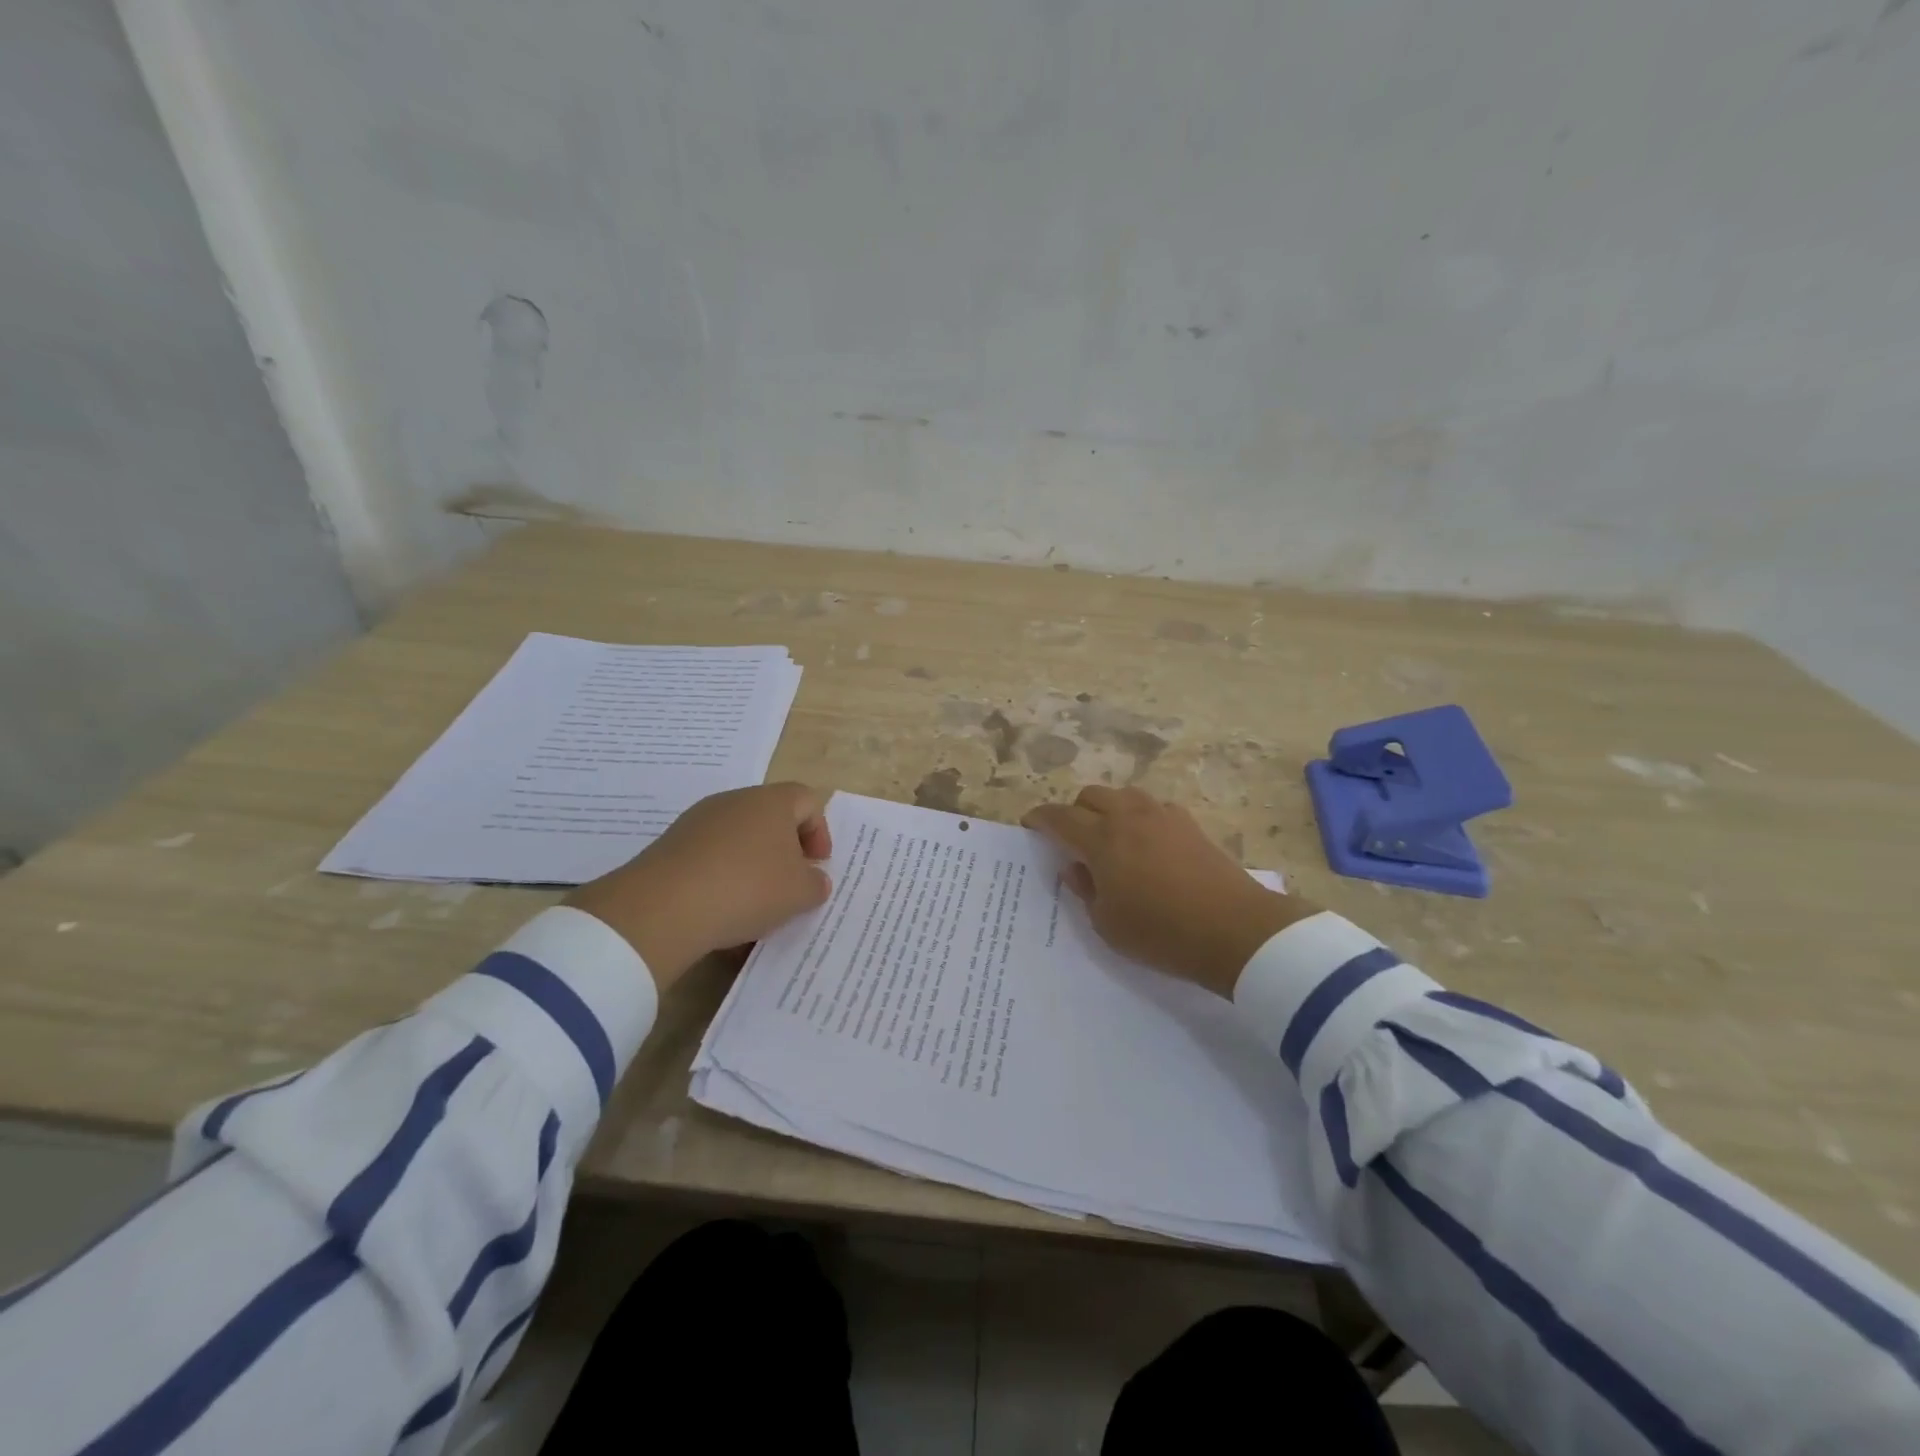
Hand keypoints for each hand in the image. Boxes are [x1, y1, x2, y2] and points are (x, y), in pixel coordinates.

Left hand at [564, 782, 832, 990]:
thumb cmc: (747, 889)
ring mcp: (698, 822)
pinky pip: (708, 859)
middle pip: (770, 818)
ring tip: (755, 908)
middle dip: (784, 852)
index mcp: (771, 802)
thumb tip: (813, 879)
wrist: (663, 908)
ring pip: (737, 841)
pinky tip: (721, 916)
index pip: (807, 801)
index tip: (818, 864)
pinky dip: (721, 881)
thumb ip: (816, 884)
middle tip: (790, 885)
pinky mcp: (670, 847)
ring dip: (752, 869)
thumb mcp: (799, 893)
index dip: (819, 831)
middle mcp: (734, 802)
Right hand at [1022, 786, 1317, 997]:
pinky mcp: (1190, 824)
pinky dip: (1139, 817)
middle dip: (1075, 811)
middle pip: (1091, 796)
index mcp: (1101, 839)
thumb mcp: (1107, 924)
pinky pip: (1153, 807)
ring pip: (1124, 795)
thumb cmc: (1161, 932)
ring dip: (1108, 808)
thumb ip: (1085, 890)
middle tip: (1072, 838)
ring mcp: (1163, 815)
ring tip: (1109, 837)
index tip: (1030, 824)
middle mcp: (1129, 816)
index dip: (1040, 818)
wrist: (1235, 930)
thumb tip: (1074, 866)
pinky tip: (1146, 843)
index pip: (1060, 817)